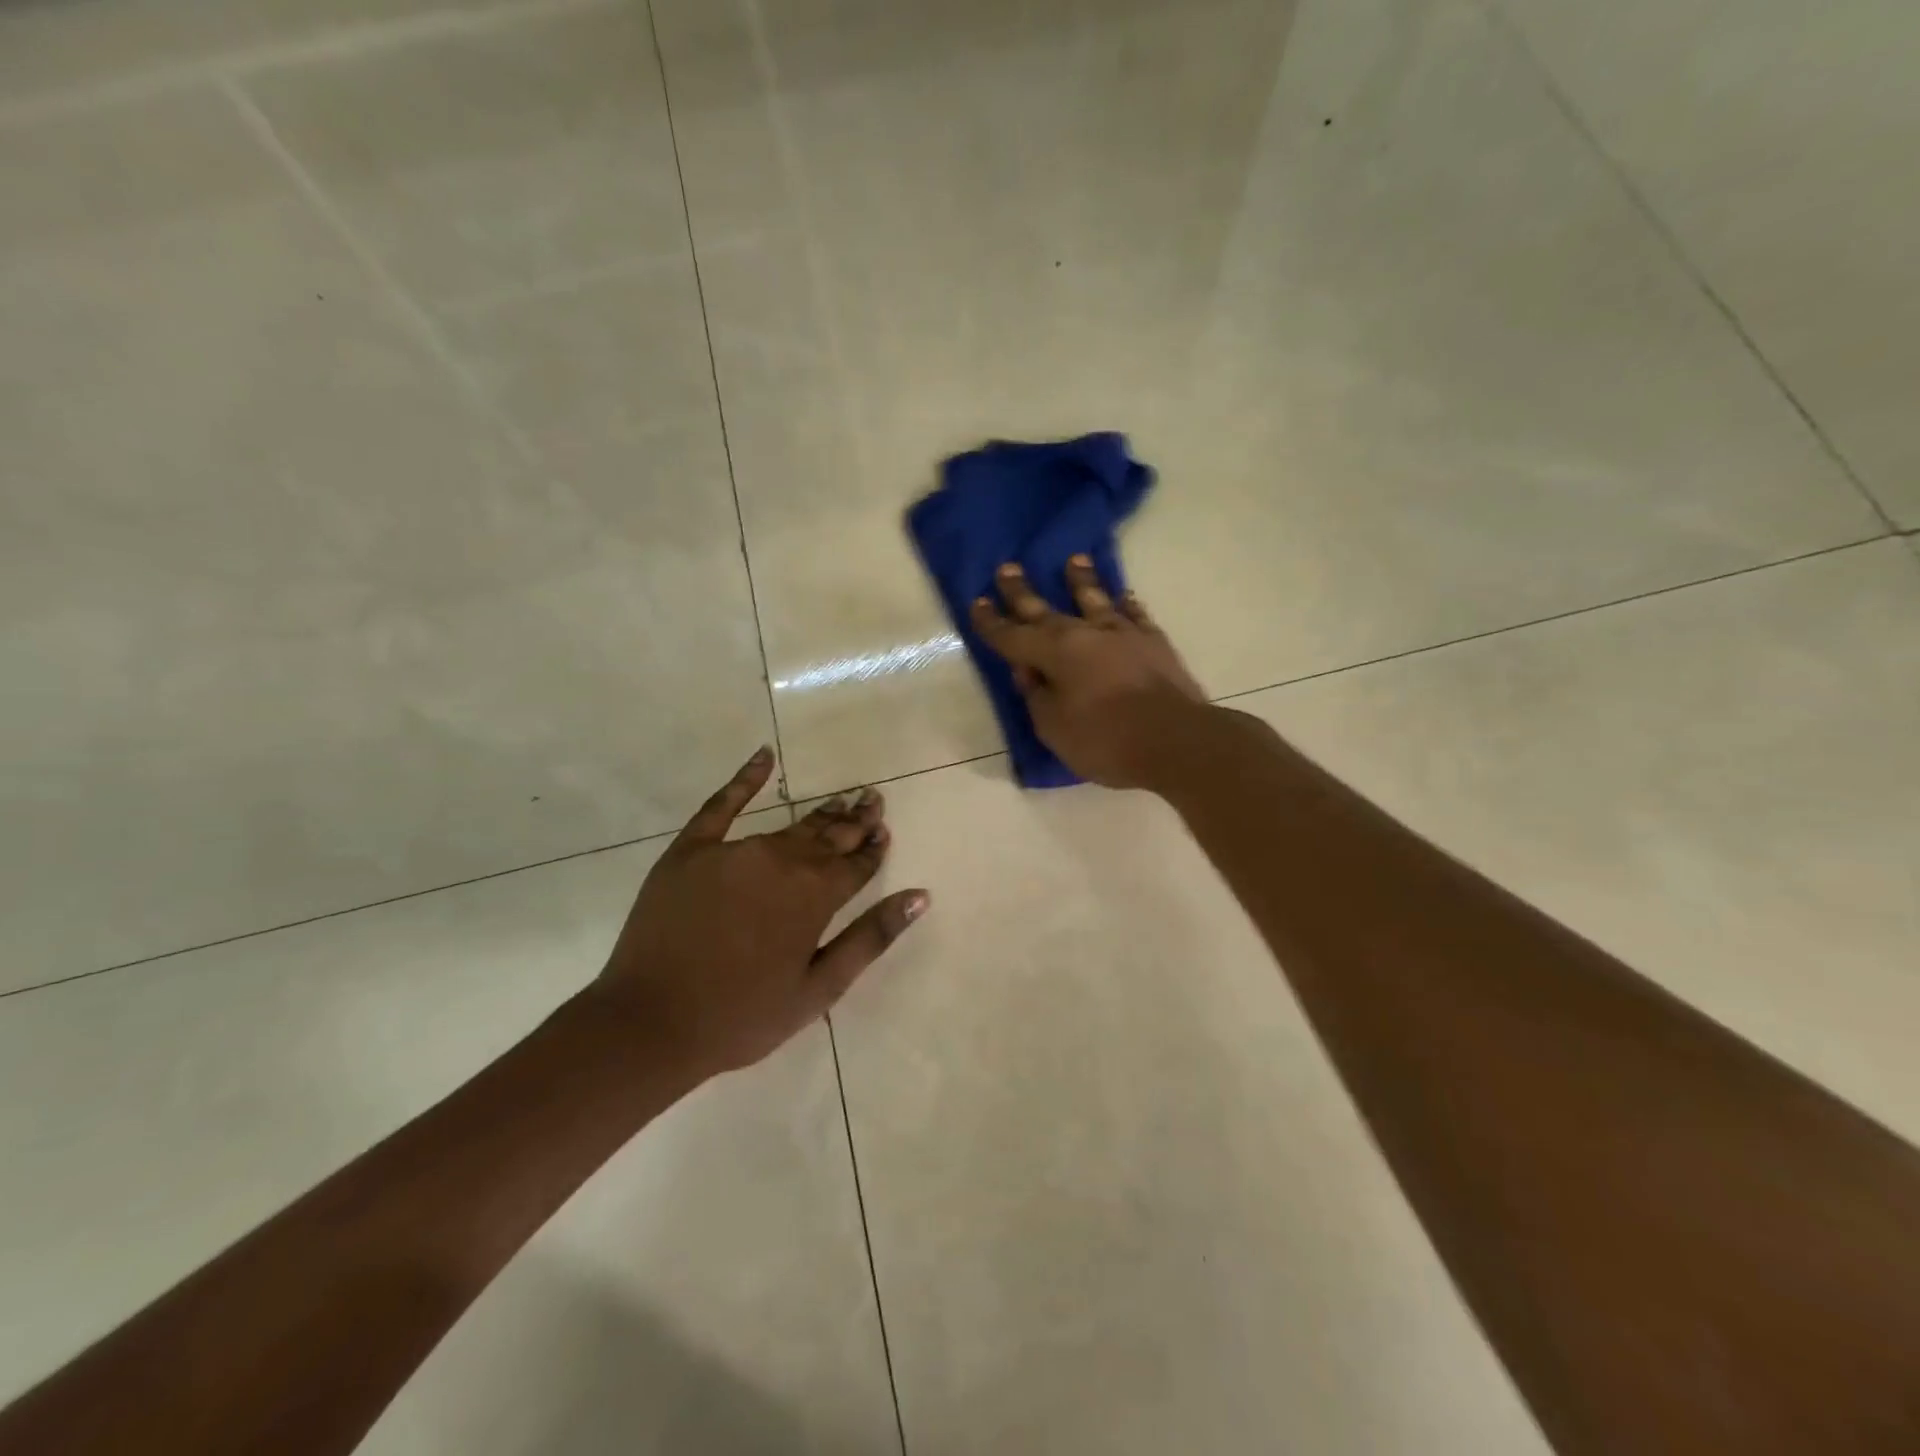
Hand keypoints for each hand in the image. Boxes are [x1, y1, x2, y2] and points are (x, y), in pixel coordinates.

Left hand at [587, 747, 928, 1078]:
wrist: (650, 1022)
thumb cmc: (742, 1015)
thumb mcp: (819, 988)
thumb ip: (871, 937)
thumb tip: (920, 896)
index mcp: (816, 896)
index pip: (857, 863)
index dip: (874, 848)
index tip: (885, 829)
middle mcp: (783, 861)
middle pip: (828, 836)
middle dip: (855, 820)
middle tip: (872, 798)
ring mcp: (736, 850)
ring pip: (790, 825)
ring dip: (820, 813)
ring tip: (840, 799)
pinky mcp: (693, 849)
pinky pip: (723, 804)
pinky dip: (746, 778)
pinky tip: (764, 756)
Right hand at [971, 557, 1208, 789]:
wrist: (1176, 739)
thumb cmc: (1106, 740)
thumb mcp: (1054, 728)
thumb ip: (1037, 696)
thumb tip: (1028, 672)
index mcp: (1054, 653)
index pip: (1012, 636)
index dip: (991, 622)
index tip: (977, 602)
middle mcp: (1085, 634)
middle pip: (1046, 610)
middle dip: (1022, 591)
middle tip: (1007, 567)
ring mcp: (1123, 634)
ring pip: (1095, 599)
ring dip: (1081, 581)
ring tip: (1074, 560)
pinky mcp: (1153, 642)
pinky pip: (1135, 615)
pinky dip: (1126, 604)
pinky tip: (1123, 596)